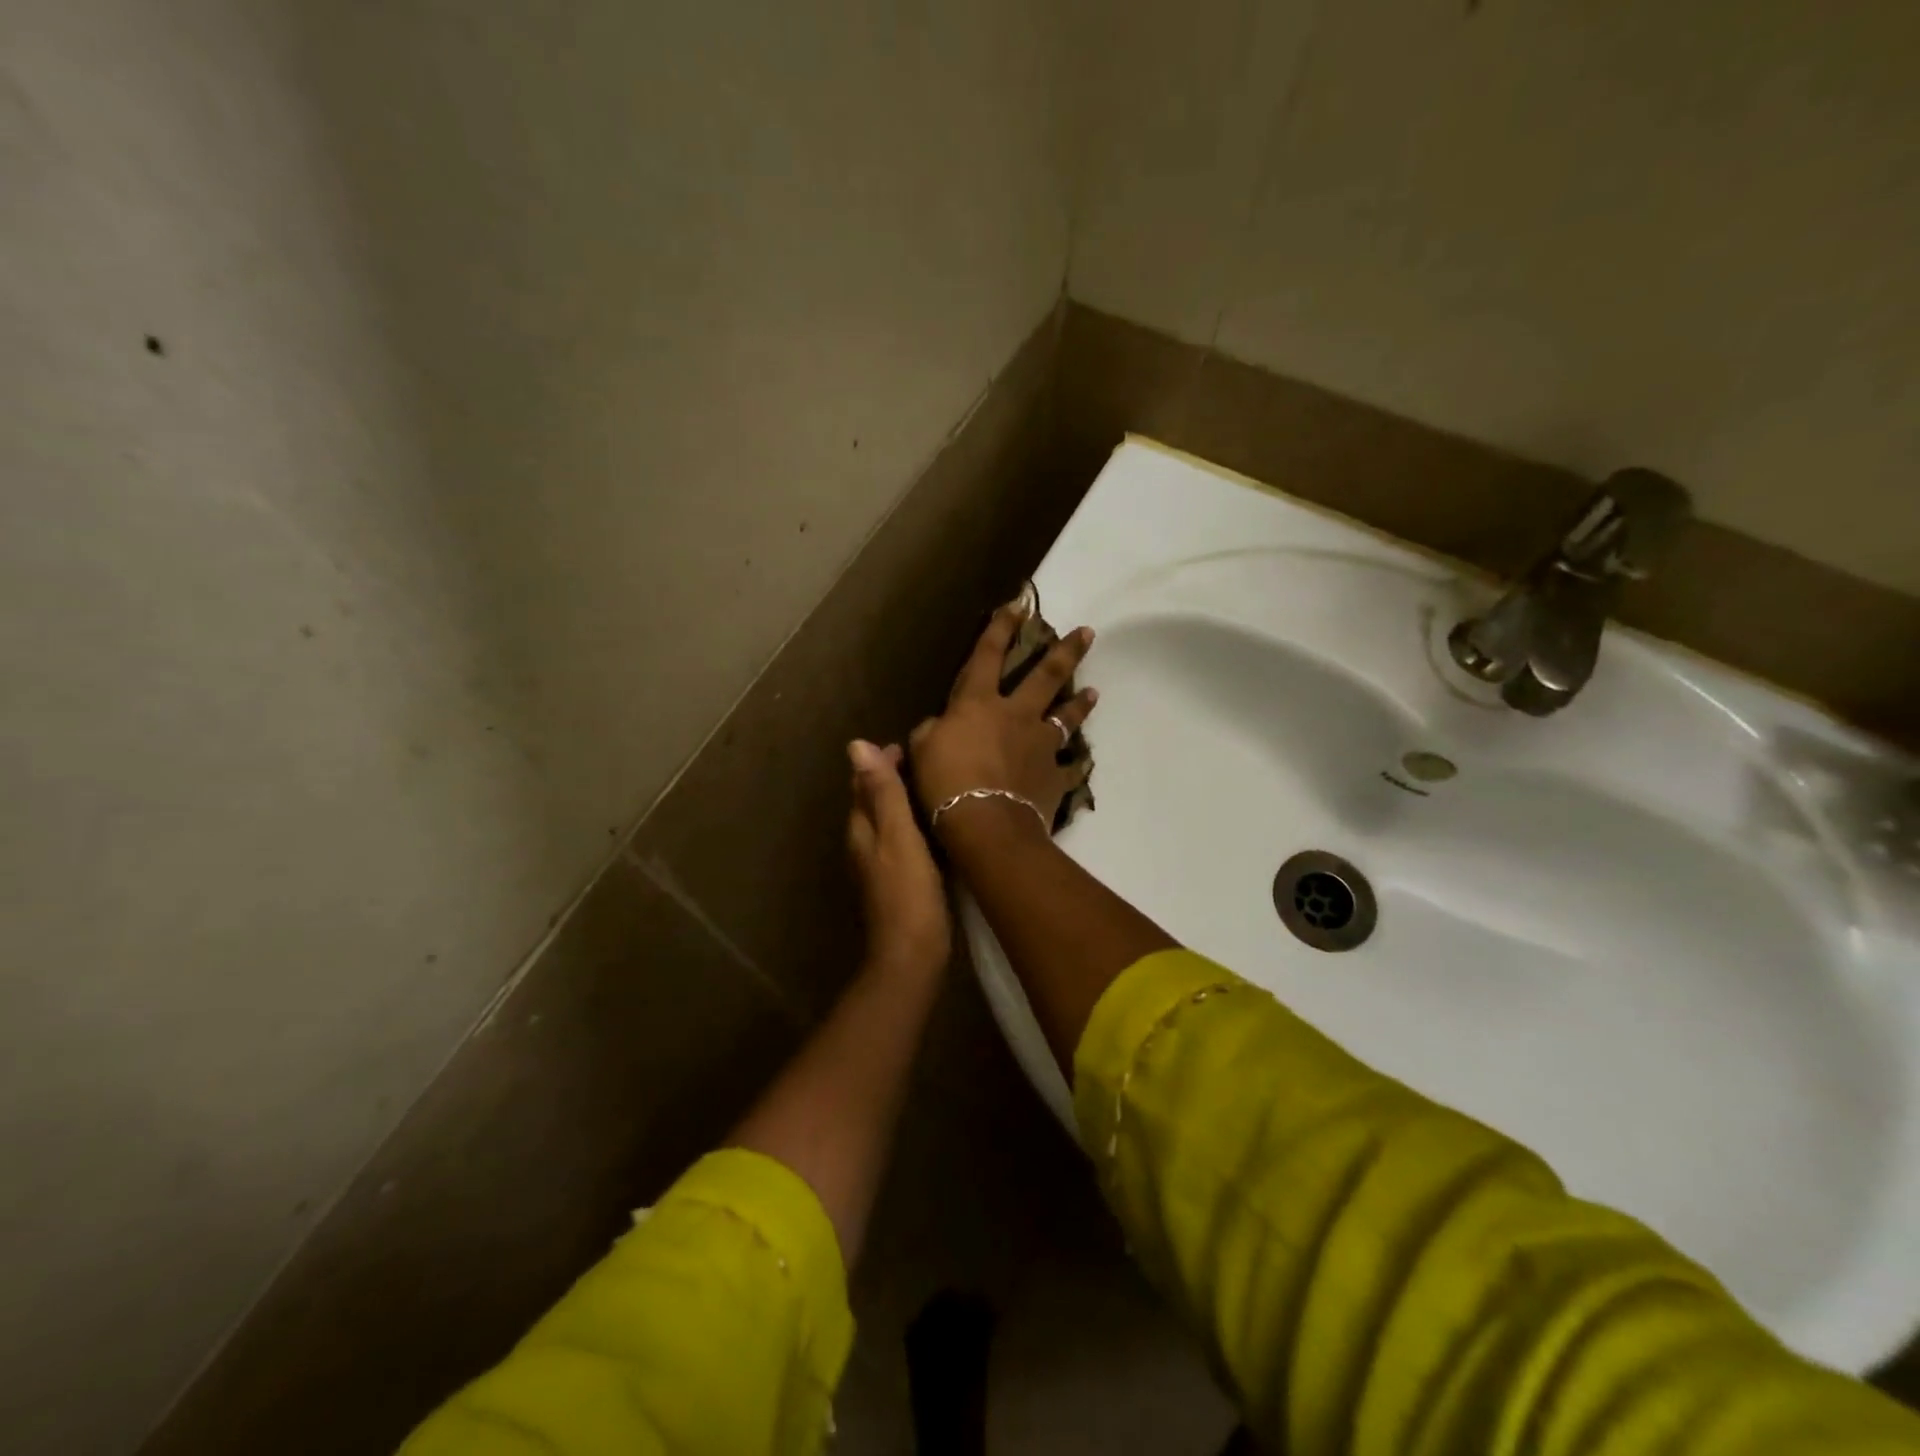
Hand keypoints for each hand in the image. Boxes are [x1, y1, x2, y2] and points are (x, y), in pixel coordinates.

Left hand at [847, 739, 950, 977]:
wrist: (912, 954)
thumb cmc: (907, 892)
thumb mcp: (898, 835)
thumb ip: (882, 792)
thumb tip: (856, 745)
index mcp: (862, 830)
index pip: (864, 785)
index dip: (881, 763)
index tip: (907, 746)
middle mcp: (865, 844)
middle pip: (874, 802)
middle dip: (892, 779)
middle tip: (925, 761)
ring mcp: (880, 866)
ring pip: (889, 822)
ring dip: (904, 802)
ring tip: (934, 786)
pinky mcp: (898, 882)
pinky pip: (904, 841)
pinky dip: (915, 825)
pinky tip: (937, 827)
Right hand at [909, 601, 1097, 836]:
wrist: (985, 823)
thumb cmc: (945, 782)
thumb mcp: (921, 749)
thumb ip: (931, 731)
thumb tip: (938, 726)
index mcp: (979, 703)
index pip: (988, 655)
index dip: (1001, 627)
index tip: (1018, 604)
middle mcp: (1016, 715)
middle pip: (1045, 676)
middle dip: (1065, 651)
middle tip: (1087, 632)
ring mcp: (1040, 745)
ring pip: (1066, 717)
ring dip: (1080, 703)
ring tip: (1094, 692)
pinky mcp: (1053, 777)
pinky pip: (1069, 769)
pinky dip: (1075, 765)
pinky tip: (1083, 763)